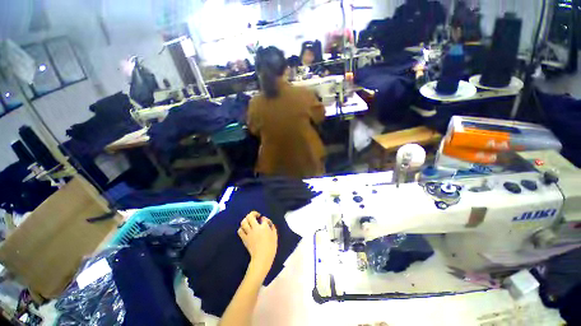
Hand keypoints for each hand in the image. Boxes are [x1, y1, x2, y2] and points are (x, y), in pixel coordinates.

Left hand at [238, 211, 277, 278]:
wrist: (262, 258)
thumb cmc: (270, 247)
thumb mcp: (275, 236)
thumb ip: (272, 227)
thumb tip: (267, 222)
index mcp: (264, 227)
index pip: (263, 218)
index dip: (264, 218)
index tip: (264, 221)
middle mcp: (255, 228)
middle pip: (250, 216)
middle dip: (253, 213)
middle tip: (256, 216)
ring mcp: (249, 233)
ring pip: (244, 222)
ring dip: (246, 219)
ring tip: (249, 221)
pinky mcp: (244, 239)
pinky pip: (240, 230)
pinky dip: (242, 228)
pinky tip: (245, 229)